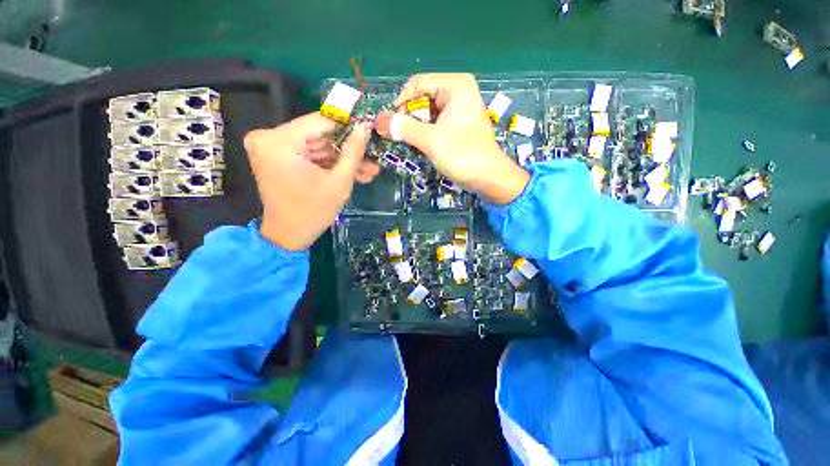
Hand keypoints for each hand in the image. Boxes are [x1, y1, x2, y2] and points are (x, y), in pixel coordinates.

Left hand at [244, 113, 375, 250]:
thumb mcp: (339, 182)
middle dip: (347, 149)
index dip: (348, 125)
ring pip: (317, 147)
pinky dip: (329, 164)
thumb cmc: (313, 211)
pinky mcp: (277, 158)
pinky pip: (309, 155)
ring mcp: (271, 148)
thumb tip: (366, 127)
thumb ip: (353, 152)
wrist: (288, 236)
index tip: (369, 129)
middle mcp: (269, 138)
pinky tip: (353, 173)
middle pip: (319, 135)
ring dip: (342, 159)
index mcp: (280, 141)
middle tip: (372, 157)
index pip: (320, 121)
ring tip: (368, 170)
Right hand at [377, 73, 529, 203]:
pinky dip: (425, 134)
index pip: (417, 84)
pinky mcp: (457, 124)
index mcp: (455, 86)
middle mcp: (457, 92)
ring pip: (426, 113)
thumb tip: (379, 120)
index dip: (401, 103)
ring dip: (416, 129)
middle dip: (409, 118)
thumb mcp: (431, 141)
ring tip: (413, 145)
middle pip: (422, 98)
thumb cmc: (463, 155)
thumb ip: (405, 129)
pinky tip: (423, 147)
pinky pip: (434, 123)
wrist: (488, 178)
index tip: (393, 125)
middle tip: (402, 138)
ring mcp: (458, 109)